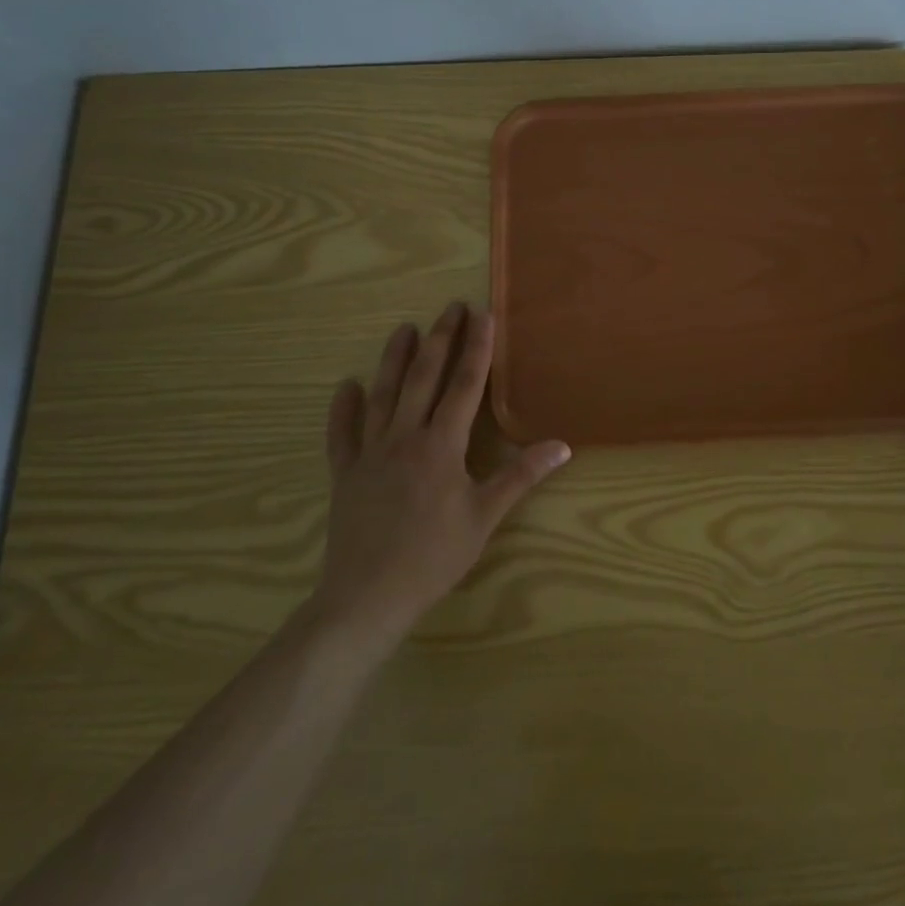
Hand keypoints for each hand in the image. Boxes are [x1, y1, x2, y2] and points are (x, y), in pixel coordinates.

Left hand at [311, 302, 570, 639]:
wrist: (367, 598)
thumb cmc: (433, 557)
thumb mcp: (484, 517)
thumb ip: (521, 476)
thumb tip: (562, 445)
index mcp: (441, 445)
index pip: (464, 385)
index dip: (476, 348)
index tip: (482, 315)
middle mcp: (405, 437)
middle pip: (423, 378)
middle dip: (440, 340)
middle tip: (450, 307)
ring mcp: (370, 453)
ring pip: (383, 395)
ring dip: (394, 359)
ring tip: (404, 329)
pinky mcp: (345, 474)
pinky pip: (342, 434)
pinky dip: (343, 409)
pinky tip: (345, 387)